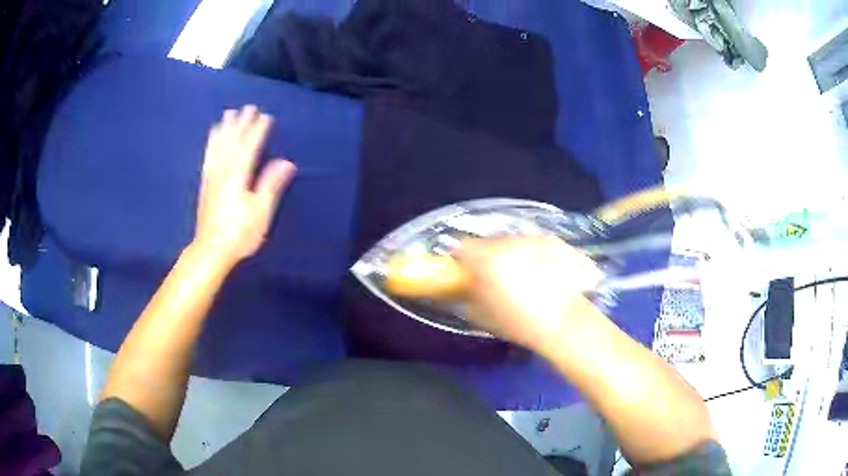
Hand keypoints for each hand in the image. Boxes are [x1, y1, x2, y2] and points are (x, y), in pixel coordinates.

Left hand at [194, 105, 295, 264]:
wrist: (211, 250)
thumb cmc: (239, 233)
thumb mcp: (260, 212)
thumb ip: (271, 184)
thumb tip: (286, 162)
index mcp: (238, 176)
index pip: (249, 147)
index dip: (258, 131)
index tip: (266, 116)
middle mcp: (223, 171)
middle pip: (233, 142)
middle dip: (241, 124)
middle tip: (248, 107)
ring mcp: (212, 177)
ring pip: (218, 147)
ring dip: (225, 129)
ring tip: (228, 114)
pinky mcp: (206, 184)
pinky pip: (208, 157)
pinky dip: (211, 143)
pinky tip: (213, 137)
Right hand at [456, 237, 603, 354]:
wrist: (564, 323)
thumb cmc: (519, 323)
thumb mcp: (481, 316)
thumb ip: (465, 295)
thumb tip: (461, 287)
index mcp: (486, 259)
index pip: (462, 247)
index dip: (463, 260)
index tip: (467, 274)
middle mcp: (508, 241)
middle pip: (490, 243)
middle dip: (490, 258)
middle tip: (497, 280)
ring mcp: (534, 238)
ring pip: (515, 243)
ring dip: (514, 256)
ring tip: (527, 279)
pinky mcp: (555, 241)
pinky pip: (536, 245)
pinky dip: (536, 256)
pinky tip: (545, 276)